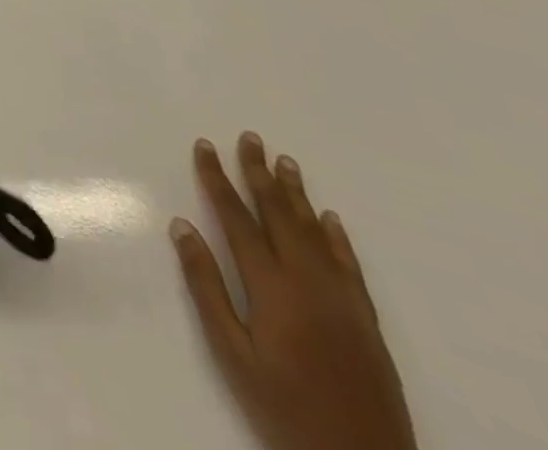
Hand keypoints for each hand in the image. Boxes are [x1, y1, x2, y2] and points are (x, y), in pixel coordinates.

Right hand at [171, 134, 416, 449]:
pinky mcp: (366, 320)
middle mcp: (308, 281)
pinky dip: (336, 236)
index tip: (205, 146)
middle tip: (250, 137)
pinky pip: (349, 264)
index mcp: (271, 286)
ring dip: (296, 193)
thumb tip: (182, 227)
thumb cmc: (285, 409)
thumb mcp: (232, 354)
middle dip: (259, 172)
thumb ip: (206, 287)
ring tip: (285, 161)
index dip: (217, 178)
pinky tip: (329, 218)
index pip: (237, 217)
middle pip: (279, 213)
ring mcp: (342, 299)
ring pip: (315, 231)